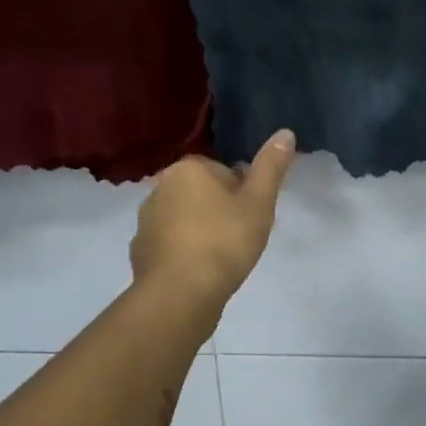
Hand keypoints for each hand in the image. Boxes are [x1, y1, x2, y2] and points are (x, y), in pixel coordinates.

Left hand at [130, 130, 295, 309]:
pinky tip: (200, 273)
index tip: (251, 217)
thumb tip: (285, 132)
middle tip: (240, 238)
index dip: (242, 194)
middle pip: (202, 193)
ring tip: (222, 259)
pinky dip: (184, 253)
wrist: (180, 293)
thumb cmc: (224, 241)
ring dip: (201, 231)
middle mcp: (160, 187)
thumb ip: (271, 167)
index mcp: (188, 169)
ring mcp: (146, 220)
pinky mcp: (140, 250)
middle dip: (220, 210)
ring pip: (184, 218)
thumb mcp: (259, 203)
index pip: (223, 171)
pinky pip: (170, 244)